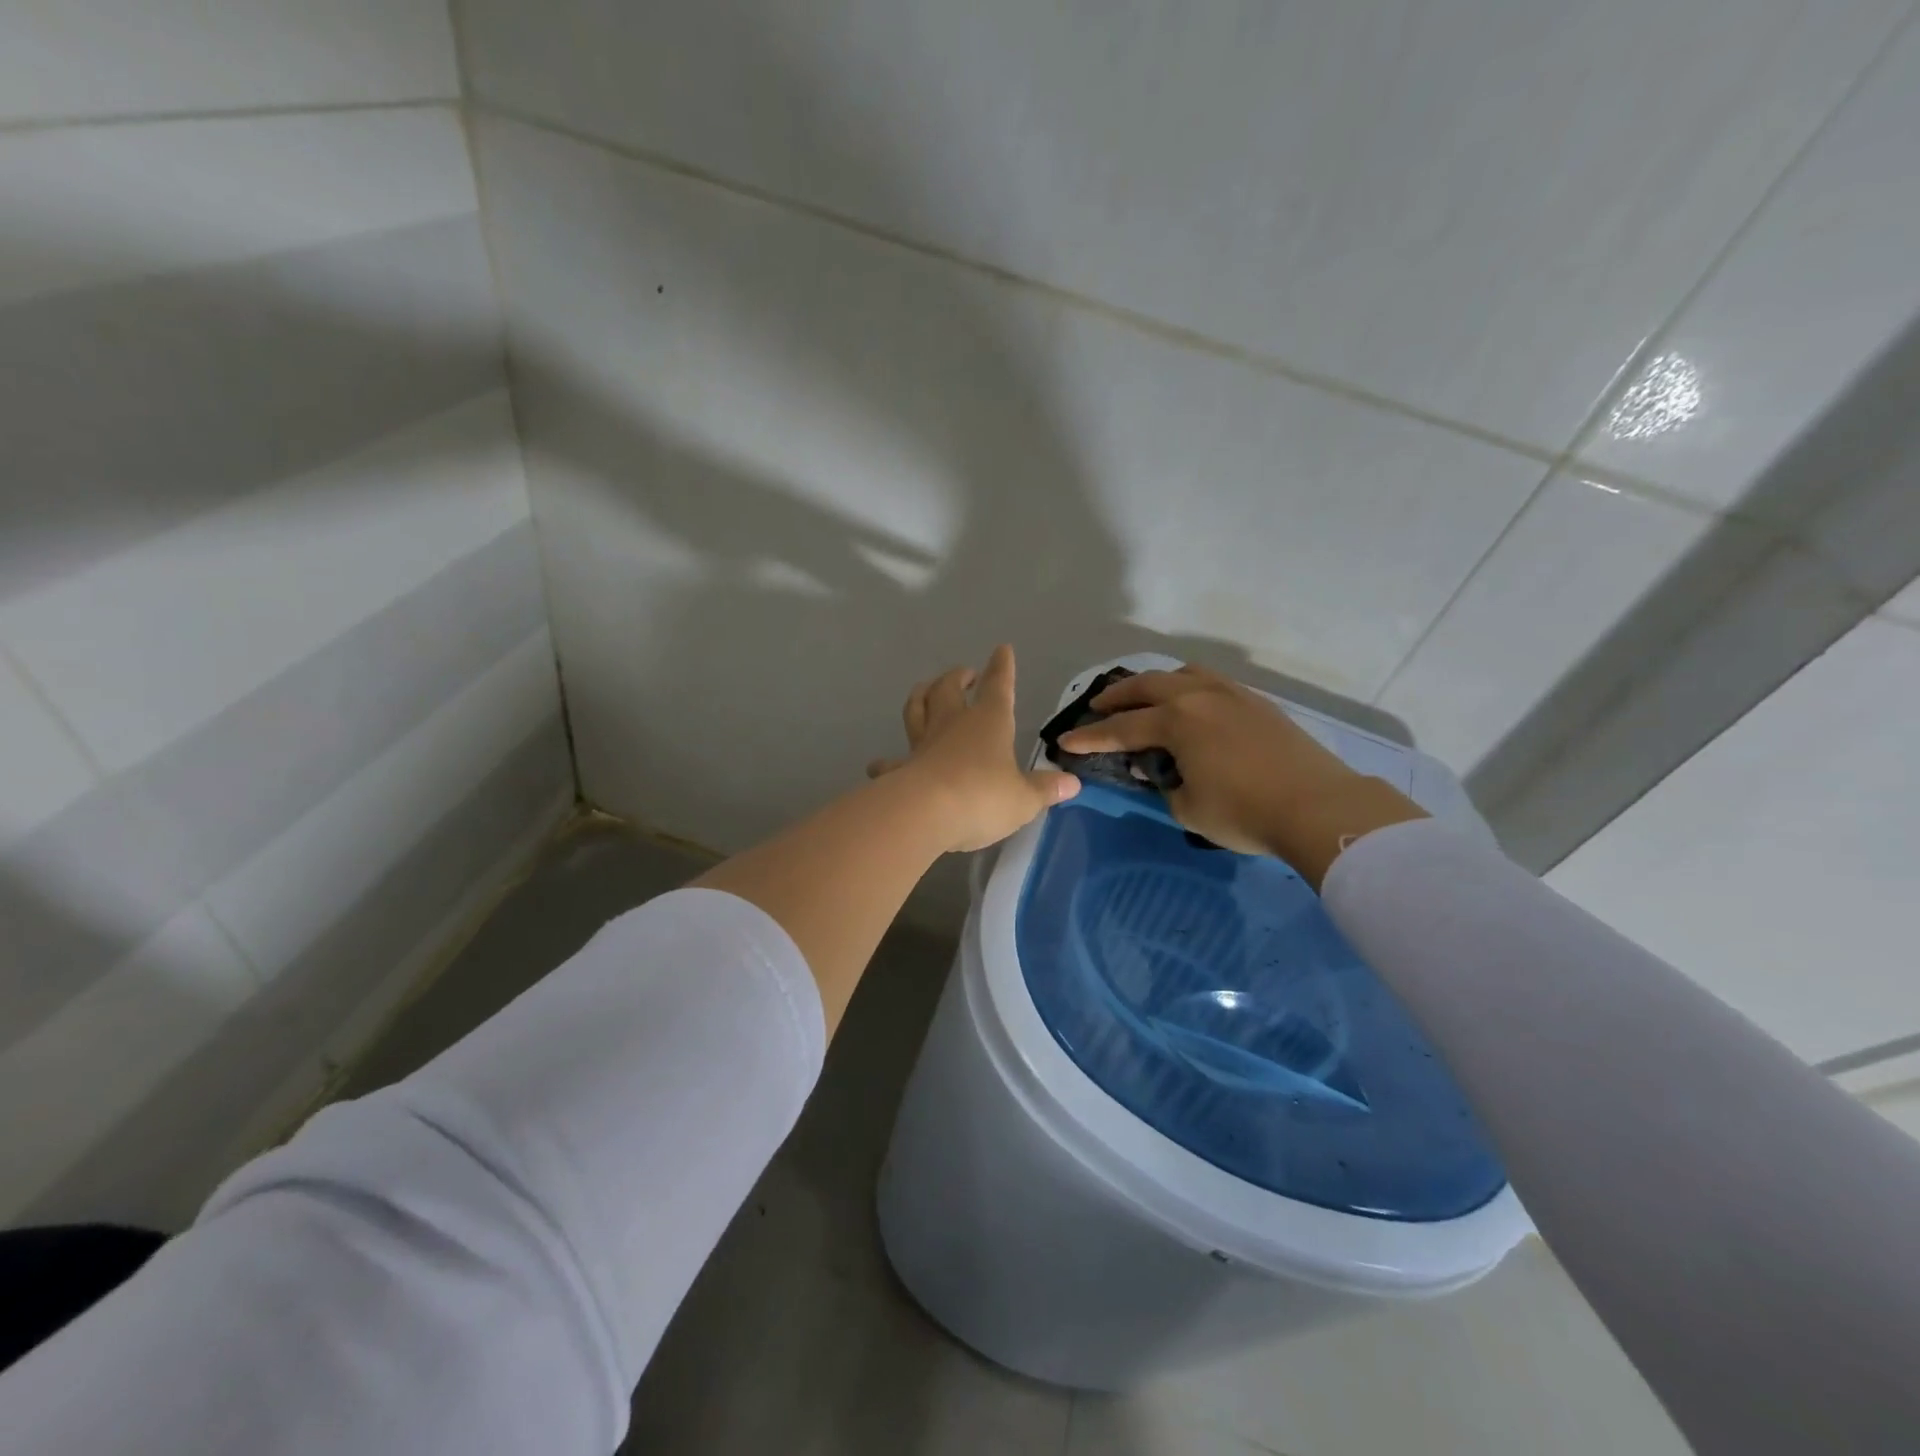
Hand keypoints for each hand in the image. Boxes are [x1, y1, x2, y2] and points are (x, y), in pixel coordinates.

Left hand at [868, 645, 1079, 853]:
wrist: (924, 812)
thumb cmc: (982, 797)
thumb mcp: (1024, 799)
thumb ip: (1045, 790)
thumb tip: (1072, 783)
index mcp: (988, 722)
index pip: (998, 686)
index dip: (1002, 668)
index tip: (1002, 649)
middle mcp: (953, 724)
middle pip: (949, 689)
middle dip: (957, 677)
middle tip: (963, 673)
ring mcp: (922, 744)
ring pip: (916, 709)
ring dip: (921, 696)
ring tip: (924, 691)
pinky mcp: (900, 769)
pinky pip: (891, 762)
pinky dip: (886, 762)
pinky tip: (879, 764)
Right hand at [1056, 665, 1424, 882]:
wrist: (1317, 805)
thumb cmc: (1244, 812)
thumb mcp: (1188, 807)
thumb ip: (1164, 784)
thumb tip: (1161, 769)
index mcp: (1176, 721)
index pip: (1121, 729)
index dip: (1090, 738)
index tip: (1065, 742)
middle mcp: (1199, 696)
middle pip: (1146, 686)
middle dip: (1116, 697)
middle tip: (1096, 707)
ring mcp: (1232, 694)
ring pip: (1183, 674)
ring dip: (1155, 684)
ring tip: (1146, 698)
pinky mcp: (1257, 702)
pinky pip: (1211, 682)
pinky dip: (1188, 687)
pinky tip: (1192, 705)